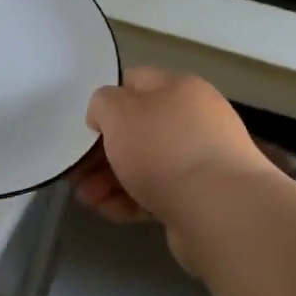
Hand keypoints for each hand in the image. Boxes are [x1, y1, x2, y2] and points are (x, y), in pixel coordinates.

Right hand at [78, 68, 275, 268]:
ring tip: (87, 199)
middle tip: (76, 173)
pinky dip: (131, 201)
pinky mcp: (200, 197)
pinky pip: (158, 193)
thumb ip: (102, 103)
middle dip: (101, 152)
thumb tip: (107, 115)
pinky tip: (111, 212)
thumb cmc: (164, 149)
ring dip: (110, 180)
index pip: (134, 82)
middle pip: (136, 130)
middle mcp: (194, 120)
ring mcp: (200, 160)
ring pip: (144, 165)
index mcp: (180, 89)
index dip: (105, 102)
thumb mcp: (118, 111)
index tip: (84, 128)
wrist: (220, 210)